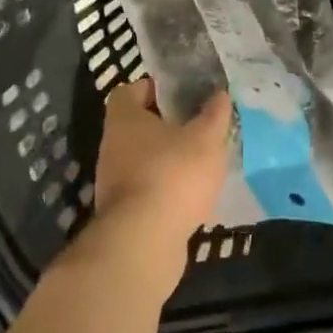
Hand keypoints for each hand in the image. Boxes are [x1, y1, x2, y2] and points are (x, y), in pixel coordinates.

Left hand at [93, 79, 230, 285]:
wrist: (143, 244)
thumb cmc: (173, 174)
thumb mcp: (206, 138)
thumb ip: (215, 114)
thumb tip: (220, 94)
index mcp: (125, 119)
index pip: (130, 91)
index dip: (153, 89)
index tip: (180, 94)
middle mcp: (112, 146)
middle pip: (137, 126)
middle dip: (166, 126)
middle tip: (198, 127)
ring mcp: (113, 183)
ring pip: (143, 161)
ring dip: (167, 160)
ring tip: (201, 163)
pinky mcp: (122, 215)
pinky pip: (147, 191)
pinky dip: (166, 191)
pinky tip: (192, 198)